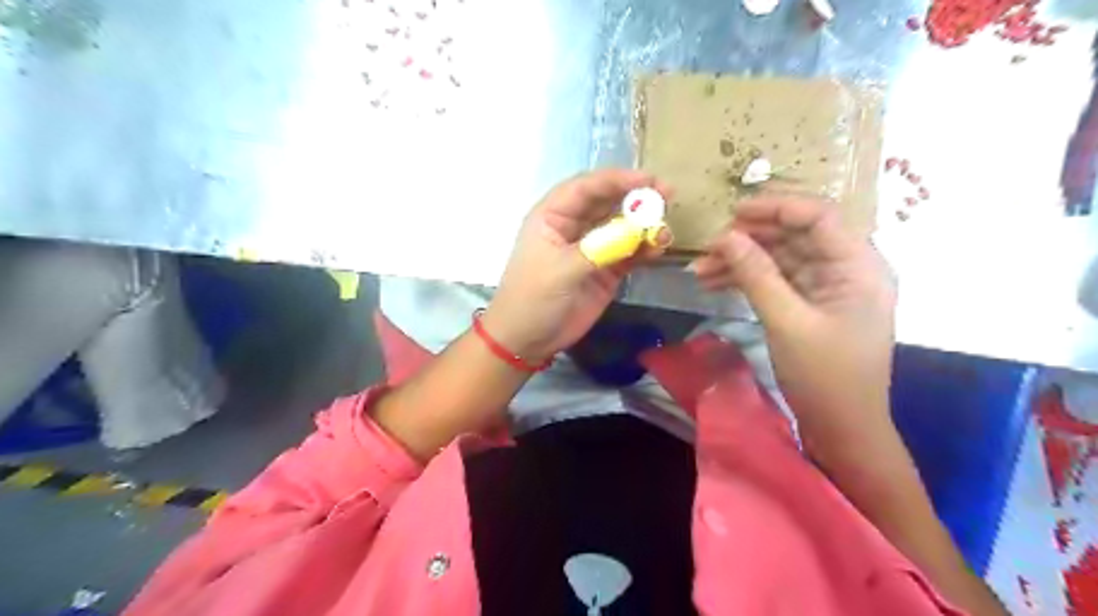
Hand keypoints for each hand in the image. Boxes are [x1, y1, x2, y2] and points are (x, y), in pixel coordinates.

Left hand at [484, 169, 674, 360]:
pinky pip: (629, 253)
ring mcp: (592, 248)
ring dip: (644, 225)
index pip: (586, 188)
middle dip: (636, 198)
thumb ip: (600, 249)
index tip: (648, 180)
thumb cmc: (533, 298)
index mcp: (553, 216)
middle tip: (667, 195)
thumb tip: (638, 231)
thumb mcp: (561, 270)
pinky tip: (658, 249)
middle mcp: (574, 226)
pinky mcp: (606, 270)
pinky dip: (644, 249)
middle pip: (608, 202)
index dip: (617, 180)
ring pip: (622, 227)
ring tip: (665, 230)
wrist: (528, 340)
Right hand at [689, 197, 895, 447]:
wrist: (841, 429)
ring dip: (740, 262)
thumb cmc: (825, 377)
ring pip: (779, 259)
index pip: (819, 217)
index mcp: (858, 266)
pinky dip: (747, 281)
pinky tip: (714, 284)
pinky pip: (776, 281)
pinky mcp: (809, 306)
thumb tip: (725, 236)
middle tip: (707, 247)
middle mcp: (846, 269)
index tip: (733, 213)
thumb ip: (756, 275)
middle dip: (748, 240)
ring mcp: (827, 288)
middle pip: (794, 237)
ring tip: (699, 270)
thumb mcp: (787, 322)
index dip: (776, 208)